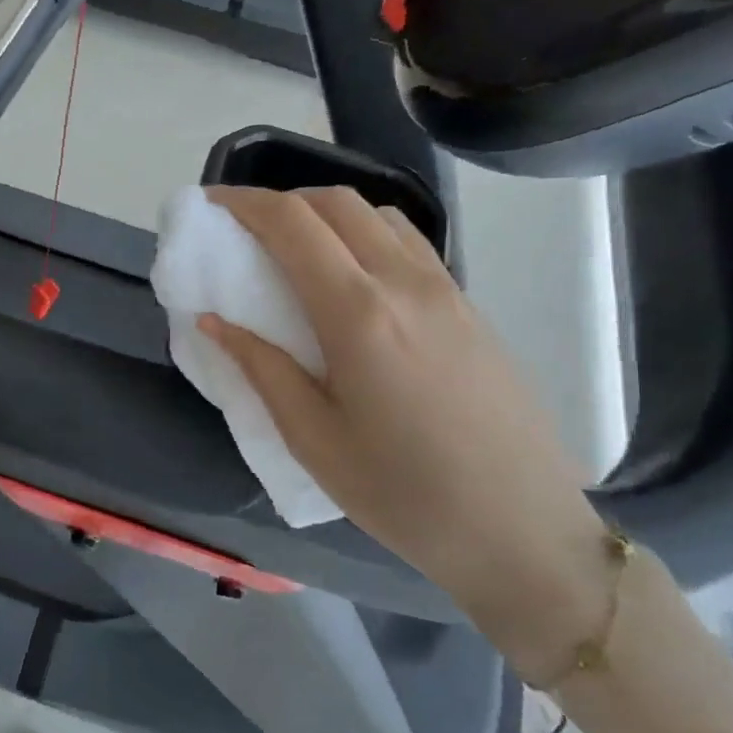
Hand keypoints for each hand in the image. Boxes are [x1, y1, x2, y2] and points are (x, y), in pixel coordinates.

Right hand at [201, 187, 611, 674]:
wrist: (522, 532)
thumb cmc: (403, 496)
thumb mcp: (313, 440)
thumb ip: (261, 368)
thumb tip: (212, 320)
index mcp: (358, 314)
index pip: (293, 224)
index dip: (245, 203)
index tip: (210, 204)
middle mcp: (405, 284)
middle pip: (336, 203)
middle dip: (281, 200)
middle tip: (245, 229)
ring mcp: (446, 291)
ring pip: (379, 215)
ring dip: (327, 213)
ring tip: (295, 250)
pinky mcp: (470, 308)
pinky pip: (409, 244)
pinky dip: (365, 235)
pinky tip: (351, 279)